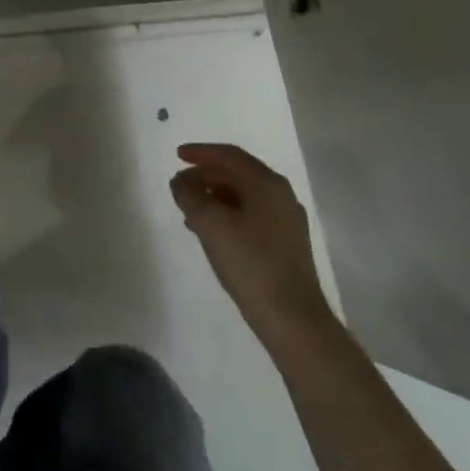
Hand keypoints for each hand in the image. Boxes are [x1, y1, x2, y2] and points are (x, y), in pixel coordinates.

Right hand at [171, 143, 331, 350]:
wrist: (292, 318)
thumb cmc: (250, 263)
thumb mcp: (211, 224)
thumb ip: (190, 196)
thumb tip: (181, 181)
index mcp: (267, 184)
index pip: (230, 155)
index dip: (201, 152)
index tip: (177, 155)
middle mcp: (281, 195)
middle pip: (239, 173)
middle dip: (206, 175)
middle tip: (181, 184)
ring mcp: (286, 221)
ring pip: (244, 196)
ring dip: (215, 196)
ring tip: (189, 209)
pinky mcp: (285, 244)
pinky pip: (251, 215)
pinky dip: (227, 214)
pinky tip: (211, 232)